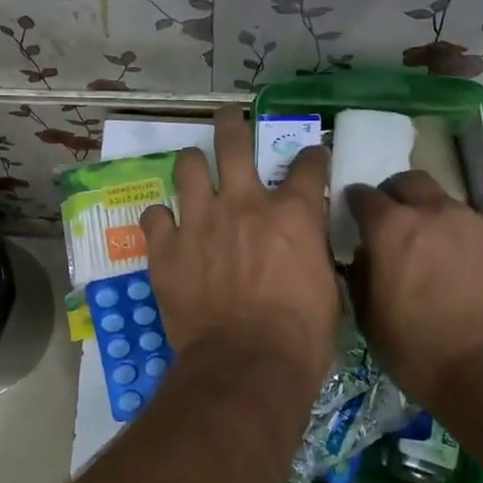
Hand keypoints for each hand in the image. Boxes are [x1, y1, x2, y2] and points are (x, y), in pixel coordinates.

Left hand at [139, 109, 336, 390]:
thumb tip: (308, 249)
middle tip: (229, 117)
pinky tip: (165, 227)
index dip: (312, 156)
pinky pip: (154, 216)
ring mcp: (199, 221)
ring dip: (192, 164)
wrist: (246, 365)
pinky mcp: (165, 247)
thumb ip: (314, 255)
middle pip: (233, 141)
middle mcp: (243, 204)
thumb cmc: (300, 337)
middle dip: (232, 123)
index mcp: (292, 214)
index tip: (311, 157)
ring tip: (193, 167)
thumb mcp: (328, 290)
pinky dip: (161, 219)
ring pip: (188, 166)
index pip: (308, 164)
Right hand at [346, 172, 482, 395]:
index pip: (364, 195)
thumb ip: (362, 276)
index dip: (358, 204)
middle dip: (401, 195)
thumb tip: (366, 257)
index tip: (358, 217)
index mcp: (394, 229)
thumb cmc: (423, 355)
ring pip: (460, 211)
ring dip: (448, 227)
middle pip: (414, 182)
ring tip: (454, 265)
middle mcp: (441, 214)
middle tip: (401, 225)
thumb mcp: (371, 321)